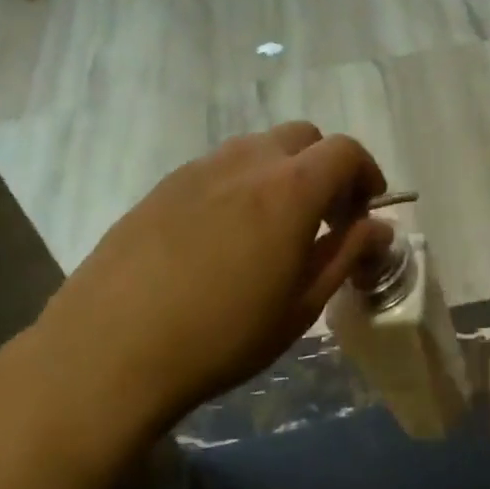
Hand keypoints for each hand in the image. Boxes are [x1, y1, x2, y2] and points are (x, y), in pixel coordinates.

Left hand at [26, 123, 391, 431]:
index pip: (345, 151)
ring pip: (257, 148)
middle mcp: (247, 162)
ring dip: (281, 172)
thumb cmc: (221, 336)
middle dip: (325, 167)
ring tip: (273, 226)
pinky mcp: (163, 185)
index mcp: (290, 189)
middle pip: (303, 137)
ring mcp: (199, 169)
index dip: (366, 174)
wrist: (109, 351)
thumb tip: (379, 228)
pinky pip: (218, 167)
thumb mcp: (300, 305)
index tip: (365, 211)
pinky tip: (224, 235)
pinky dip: (241, 184)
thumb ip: (346, 255)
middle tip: (324, 217)